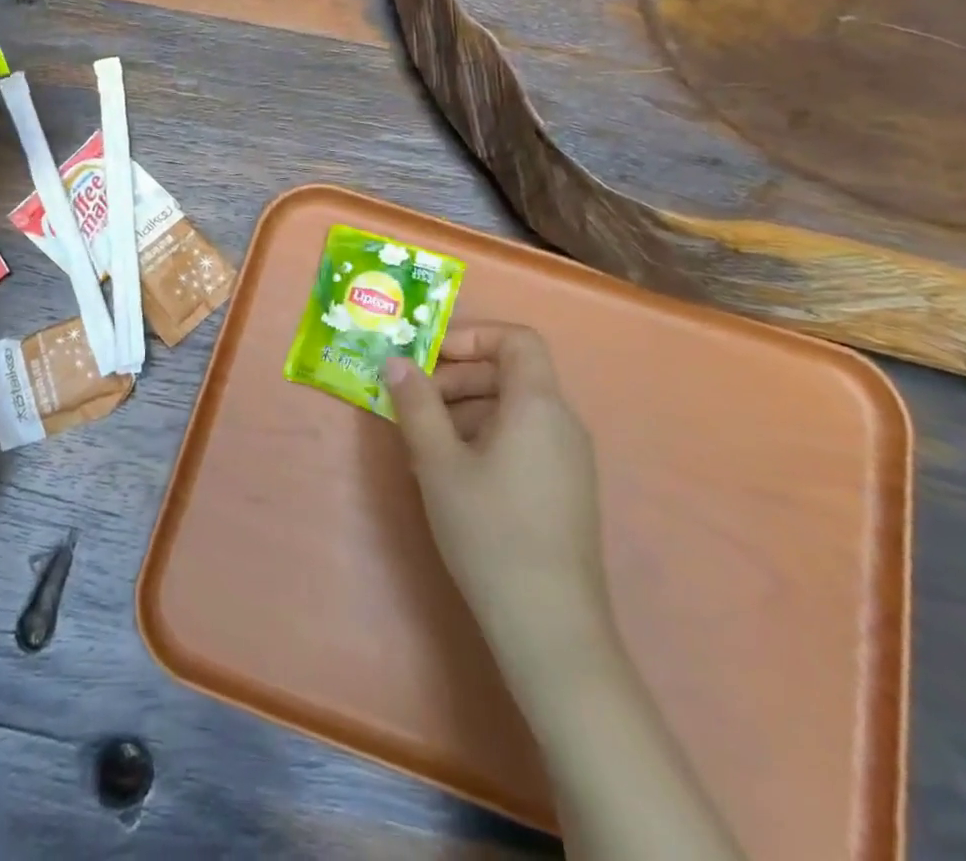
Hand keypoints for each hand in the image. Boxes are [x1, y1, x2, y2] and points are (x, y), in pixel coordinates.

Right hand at [385, 323, 611, 683]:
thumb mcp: (438, 463)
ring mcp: (568, 459)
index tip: (430, 358)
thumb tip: (397, 362)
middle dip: (458, 378)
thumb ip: (416, 404)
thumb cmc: (490, 531)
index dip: (472, 336)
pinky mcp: (565, 490)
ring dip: (465, 412)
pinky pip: (522, 441)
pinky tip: (450, 475)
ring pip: (512, 410)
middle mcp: (562, 422)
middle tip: (415, 404)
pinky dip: (484, 439)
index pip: (517, 338)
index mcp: (538, 404)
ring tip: (423, 445)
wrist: (550, 628)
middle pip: (510, 373)